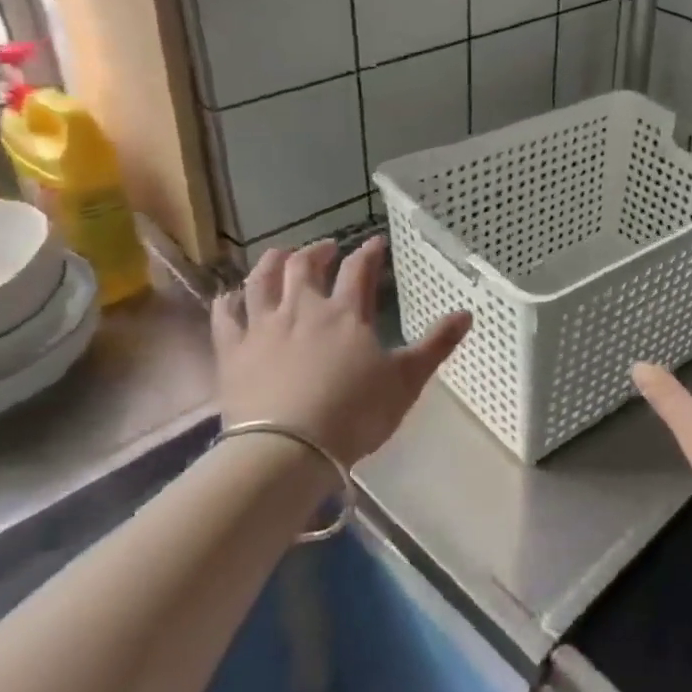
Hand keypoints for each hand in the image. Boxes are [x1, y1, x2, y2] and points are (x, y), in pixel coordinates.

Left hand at [212, 236, 470, 467]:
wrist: (287, 449)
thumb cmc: (354, 413)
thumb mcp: (406, 380)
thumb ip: (436, 345)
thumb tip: (467, 312)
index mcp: (345, 313)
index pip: (359, 269)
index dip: (369, 251)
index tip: (375, 242)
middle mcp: (302, 309)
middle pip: (304, 266)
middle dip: (317, 251)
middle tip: (326, 248)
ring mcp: (262, 328)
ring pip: (261, 281)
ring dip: (271, 262)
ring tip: (279, 255)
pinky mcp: (232, 352)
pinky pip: (225, 316)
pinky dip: (228, 300)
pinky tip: (230, 296)